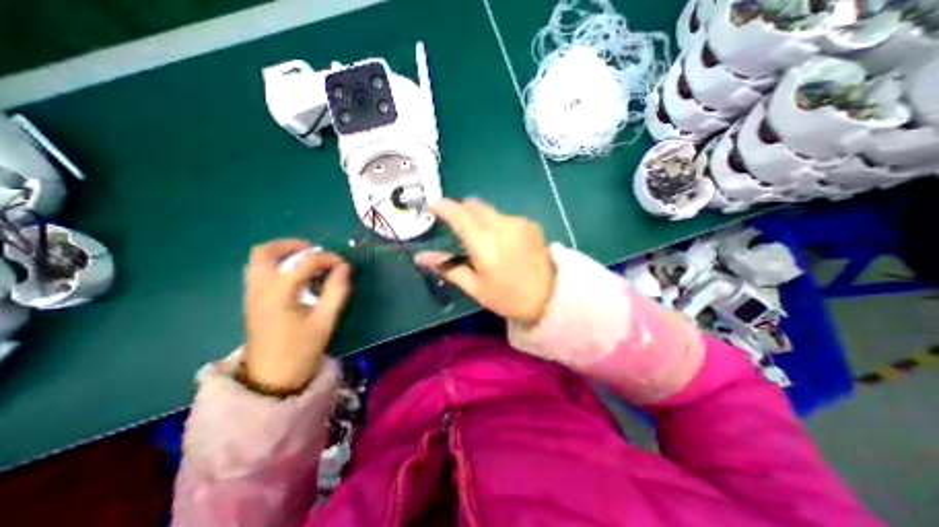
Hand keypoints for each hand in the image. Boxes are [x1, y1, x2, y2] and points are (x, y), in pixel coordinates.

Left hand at [241, 239, 352, 389]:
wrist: (271, 378)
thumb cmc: (301, 349)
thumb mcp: (326, 320)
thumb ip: (337, 290)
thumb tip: (344, 267)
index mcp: (278, 293)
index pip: (304, 262)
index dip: (326, 258)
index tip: (342, 264)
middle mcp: (259, 288)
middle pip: (265, 252)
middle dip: (291, 245)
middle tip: (314, 251)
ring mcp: (251, 295)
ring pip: (258, 261)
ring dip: (282, 253)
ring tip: (306, 261)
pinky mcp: (252, 301)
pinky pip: (260, 272)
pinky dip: (277, 265)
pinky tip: (296, 277)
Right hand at [414, 197, 551, 325]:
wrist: (550, 296)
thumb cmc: (507, 296)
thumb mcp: (474, 286)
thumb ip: (447, 267)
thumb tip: (420, 257)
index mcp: (483, 241)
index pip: (457, 213)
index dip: (442, 206)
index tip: (432, 207)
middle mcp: (500, 224)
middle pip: (473, 204)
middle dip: (459, 210)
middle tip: (453, 225)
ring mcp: (517, 221)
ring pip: (489, 209)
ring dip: (478, 217)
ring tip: (479, 238)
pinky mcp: (529, 223)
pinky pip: (504, 216)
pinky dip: (495, 223)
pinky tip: (501, 241)